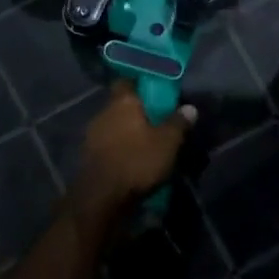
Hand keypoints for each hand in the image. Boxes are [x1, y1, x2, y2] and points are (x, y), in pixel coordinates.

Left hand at [73, 83, 196, 215]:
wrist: (102, 197)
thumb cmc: (137, 161)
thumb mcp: (168, 142)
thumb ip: (178, 122)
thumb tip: (189, 107)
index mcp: (122, 101)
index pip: (128, 81)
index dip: (141, 85)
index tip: (156, 92)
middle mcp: (103, 112)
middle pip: (121, 105)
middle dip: (137, 112)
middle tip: (157, 121)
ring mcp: (92, 134)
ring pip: (114, 125)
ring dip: (127, 132)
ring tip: (146, 143)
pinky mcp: (88, 155)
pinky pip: (108, 144)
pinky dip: (120, 149)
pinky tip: (132, 159)